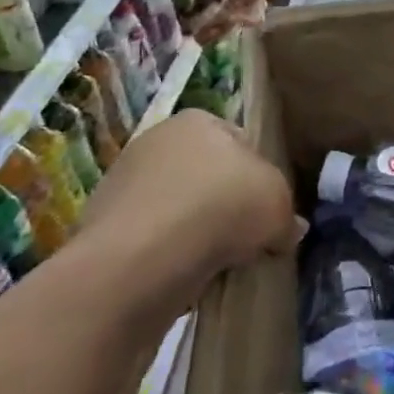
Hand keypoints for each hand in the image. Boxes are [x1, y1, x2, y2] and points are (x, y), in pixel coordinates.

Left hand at [73, 110, 297, 302]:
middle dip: (226, 205)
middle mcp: (158, 139)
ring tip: (216, 262)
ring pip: (180, 207)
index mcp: (200, 119)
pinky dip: (169, 252)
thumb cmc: (221, 208)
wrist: (142, 257)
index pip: (242, 143)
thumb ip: (287, 214)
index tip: (269, 212)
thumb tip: (289, 229)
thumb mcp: (279, 204)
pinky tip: (184, 274)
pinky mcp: (104, 222)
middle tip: (247, 239)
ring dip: (196, 230)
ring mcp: (125, 179)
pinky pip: (153, 236)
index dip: (261, 179)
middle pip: (208, 175)